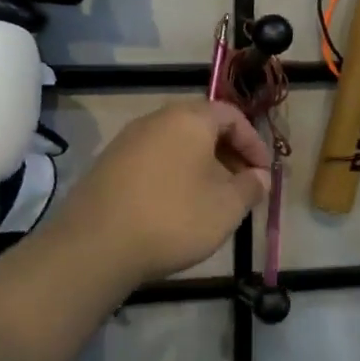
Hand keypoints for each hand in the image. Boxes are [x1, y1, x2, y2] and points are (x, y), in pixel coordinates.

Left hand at [56, 100, 273, 287]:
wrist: (95, 246)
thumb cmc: (173, 218)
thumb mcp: (226, 207)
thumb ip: (250, 187)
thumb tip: (260, 177)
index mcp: (189, 118)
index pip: (231, 115)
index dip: (254, 142)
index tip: (264, 172)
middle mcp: (156, 119)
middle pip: (202, 126)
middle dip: (228, 153)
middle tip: (242, 184)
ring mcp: (127, 140)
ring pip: (176, 144)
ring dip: (201, 165)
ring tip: (212, 198)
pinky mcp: (108, 164)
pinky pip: (153, 160)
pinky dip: (174, 174)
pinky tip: (177, 206)